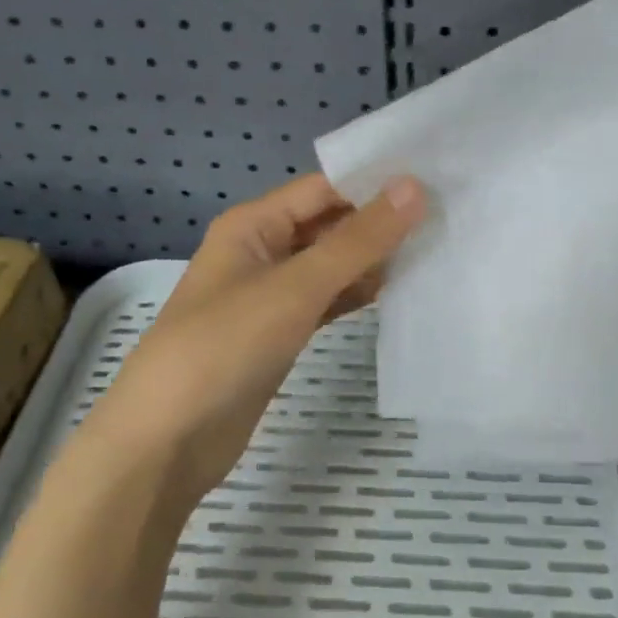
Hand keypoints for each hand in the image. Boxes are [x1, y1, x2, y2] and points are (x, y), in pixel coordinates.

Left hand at [85, 173, 426, 507]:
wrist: (168, 439)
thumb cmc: (225, 345)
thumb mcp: (295, 286)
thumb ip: (358, 240)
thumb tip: (414, 186)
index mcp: (254, 224)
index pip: (324, 188)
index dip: (375, 182)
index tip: (437, 179)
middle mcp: (262, 250)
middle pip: (329, 224)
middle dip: (381, 221)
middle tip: (450, 215)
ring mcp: (271, 295)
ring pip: (331, 265)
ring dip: (374, 260)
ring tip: (438, 249)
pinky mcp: (280, 333)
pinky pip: (326, 301)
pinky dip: (357, 295)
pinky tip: (399, 293)